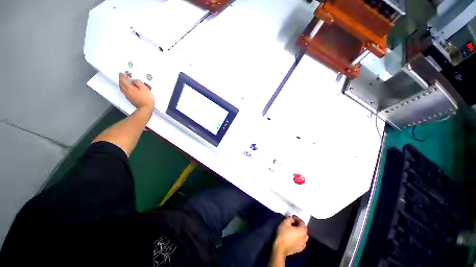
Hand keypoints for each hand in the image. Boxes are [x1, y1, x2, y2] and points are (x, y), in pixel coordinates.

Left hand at [119, 73, 153, 109]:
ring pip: (122, 87)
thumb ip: (139, 82)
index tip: (123, 73)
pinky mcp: (130, 99)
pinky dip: (125, 88)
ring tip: (125, 82)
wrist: (145, 108)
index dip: (122, 75)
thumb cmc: (146, 99)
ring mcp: (128, 96)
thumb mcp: (145, 88)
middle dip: (121, 79)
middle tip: (123, 76)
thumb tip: (135, 80)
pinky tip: (128, 89)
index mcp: (129, 88)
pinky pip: (125, 91)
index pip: (123, 79)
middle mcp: (126, 91)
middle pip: (121, 83)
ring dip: (122, 83)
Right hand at [273, 216, 308, 256]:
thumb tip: (292, 219)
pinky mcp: (300, 249)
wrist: (281, 248)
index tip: (292, 216)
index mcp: (303, 230)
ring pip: (303, 235)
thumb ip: (290, 218)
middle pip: (303, 229)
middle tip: (293, 222)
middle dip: (299, 225)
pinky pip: (301, 241)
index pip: (302, 222)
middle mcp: (305, 237)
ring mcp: (303, 244)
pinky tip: (294, 237)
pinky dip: (299, 238)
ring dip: (299, 231)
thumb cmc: (283, 233)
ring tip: (294, 229)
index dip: (297, 218)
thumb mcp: (285, 222)